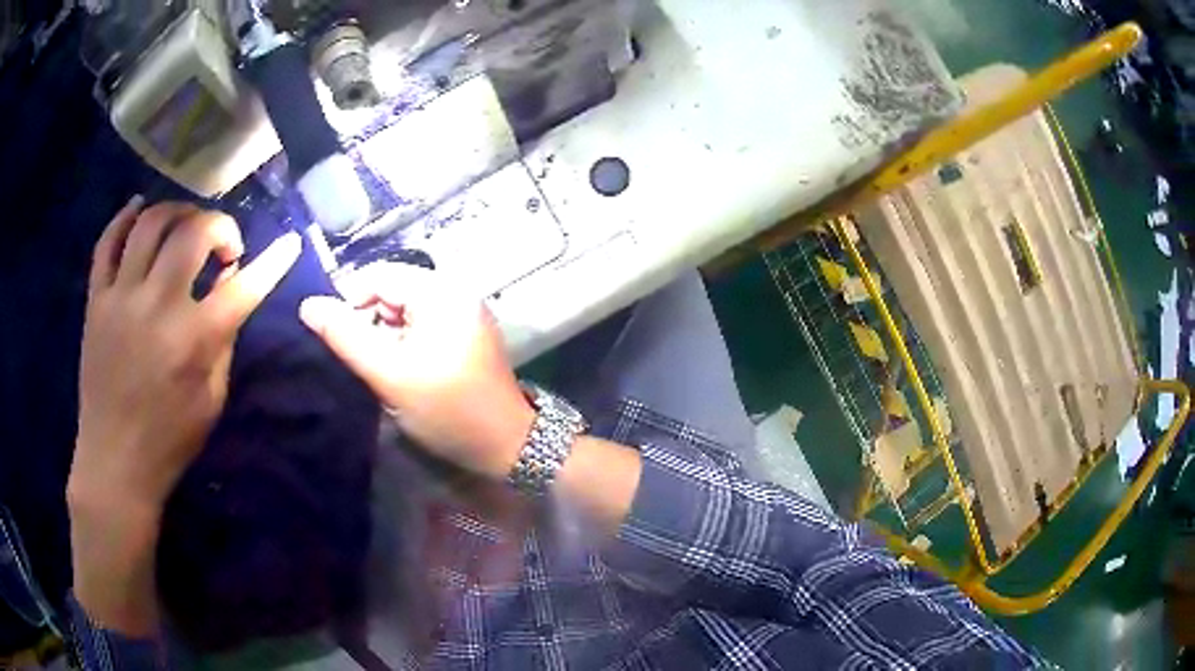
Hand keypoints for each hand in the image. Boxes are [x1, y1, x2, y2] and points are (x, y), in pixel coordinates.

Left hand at [69, 197, 299, 634]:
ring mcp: (121, 298)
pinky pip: (107, 241)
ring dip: (177, 213)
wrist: (114, 461)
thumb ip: (222, 340)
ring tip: (185, 227)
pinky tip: (139, 210)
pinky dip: (125, 217)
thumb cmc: (169, 440)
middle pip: (192, 231)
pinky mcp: (96, 300)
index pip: (244, 287)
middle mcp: (156, 307)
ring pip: (150, 222)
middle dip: (219, 226)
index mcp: (192, 341)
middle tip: (222, 247)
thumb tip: (227, 289)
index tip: (289, 242)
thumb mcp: (211, 400)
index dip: (273, 261)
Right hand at [299, 263, 533, 478]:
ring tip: (384, 369)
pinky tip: (403, 369)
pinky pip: (422, 322)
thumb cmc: (447, 409)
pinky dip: (404, 340)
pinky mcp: (466, 332)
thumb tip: (308, 305)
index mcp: (441, 291)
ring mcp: (464, 311)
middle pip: (392, 289)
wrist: (506, 444)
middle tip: (365, 361)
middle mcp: (455, 290)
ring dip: (385, 333)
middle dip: (369, 320)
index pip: (378, 275)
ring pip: (404, 308)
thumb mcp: (389, 374)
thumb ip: (345, 337)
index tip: (338, 340)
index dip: (349, 301)